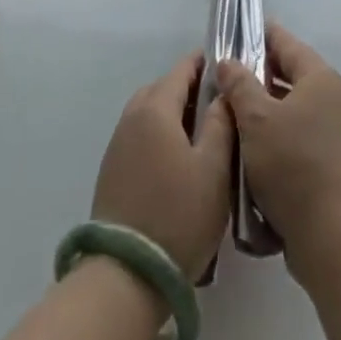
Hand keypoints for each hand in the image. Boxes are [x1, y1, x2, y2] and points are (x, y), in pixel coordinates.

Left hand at [92, 53, 232, 279]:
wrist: (126, 275)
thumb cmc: (178, 216)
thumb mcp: (214, 169)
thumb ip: (221, 124)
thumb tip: (223, 96)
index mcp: (155, 109)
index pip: (181, 70)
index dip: (204, 63)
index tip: (228, 67)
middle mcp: (131, 119)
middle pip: (162, 89)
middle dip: (190, 89)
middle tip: (219, 104)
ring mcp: (118, 146)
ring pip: (149, 113)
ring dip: (173, 114)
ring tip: (203, 133)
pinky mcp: (112, 172)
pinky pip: (140, 136)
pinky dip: (160, 135)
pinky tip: (179, 159)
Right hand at [216, 25, 340, 256]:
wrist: (333, 235)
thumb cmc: (293, 165)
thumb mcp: (257, 120)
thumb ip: (239, 85)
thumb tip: (229, 62)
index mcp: (320, 78)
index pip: (287, 43)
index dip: (260, 35)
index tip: (234, 32)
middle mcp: (332, 98)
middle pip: (289, 76)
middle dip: (257, 76)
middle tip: (223, 78)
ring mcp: (334, 132)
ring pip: (290, 109)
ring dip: (263, 110)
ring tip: (229, 115)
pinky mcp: (330, 162)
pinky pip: (296, 136)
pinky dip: (275, 136)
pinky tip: (249, 150)